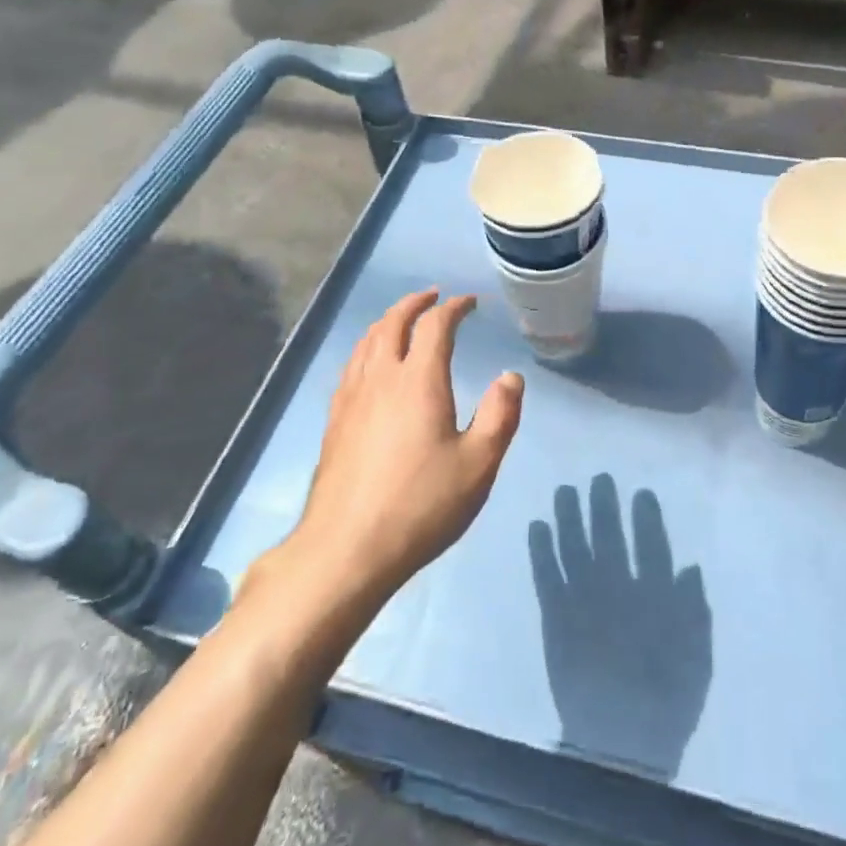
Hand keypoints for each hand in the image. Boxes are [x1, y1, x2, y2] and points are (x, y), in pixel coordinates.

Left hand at [284, 290, 524, 604]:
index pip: (435, 325)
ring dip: (388, 321)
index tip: (469, 303)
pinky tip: (371, 365)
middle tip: (433, 297)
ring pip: (367, 341)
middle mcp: (381, 377)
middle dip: (415, 303)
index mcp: (418, 380)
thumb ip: (499, 415)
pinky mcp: (334, 421)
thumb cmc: (421, 505)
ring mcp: (351, 398)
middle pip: (393, 322)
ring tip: (403, 321)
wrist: (346, 548)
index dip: (454, 307)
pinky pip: (352, 366)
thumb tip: (511, 376)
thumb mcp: (478, 464)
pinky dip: (368, 348)